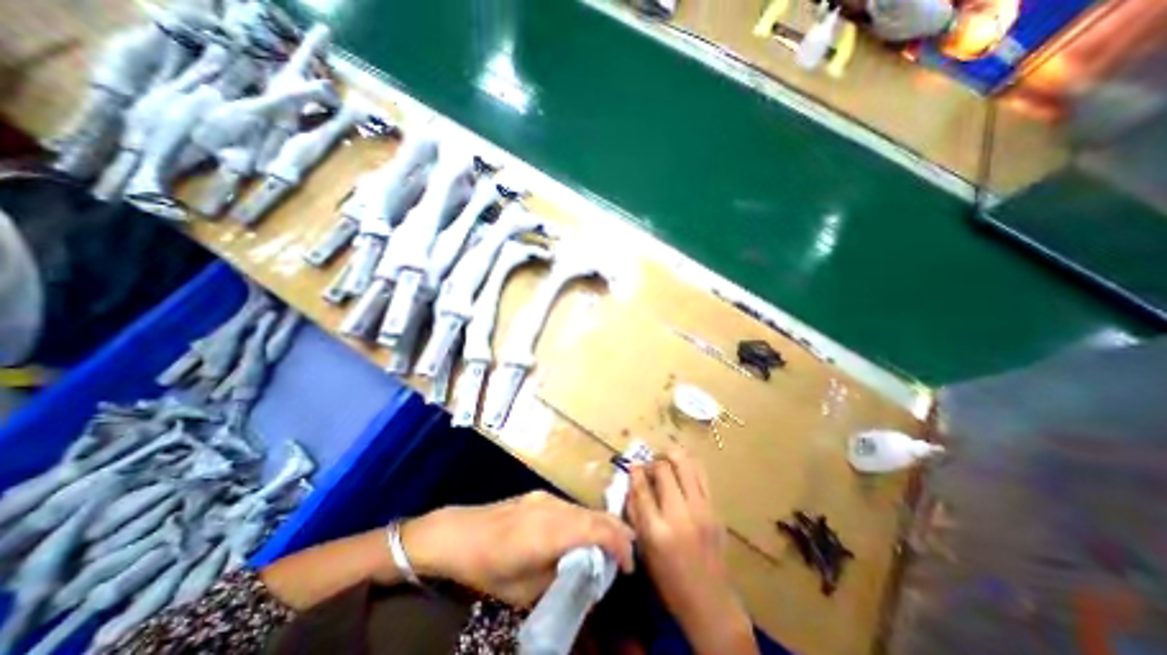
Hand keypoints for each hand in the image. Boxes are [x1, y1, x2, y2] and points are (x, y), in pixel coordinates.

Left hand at [405, 488, 637, 605]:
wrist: (461, 533)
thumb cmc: (489, 567)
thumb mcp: (525, 589)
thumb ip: (560, 577)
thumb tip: (584, 574)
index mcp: (550, 531)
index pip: (596, 530)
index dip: (618, 544)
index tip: (630, 566)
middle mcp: (553, 507)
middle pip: (595, 515)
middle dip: (617, 531)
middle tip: (630, 552)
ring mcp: (546, 498)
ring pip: (585, 509)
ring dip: (602, 524)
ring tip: (613, 544)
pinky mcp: (540, 496)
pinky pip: (572, 507)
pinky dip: (586, 519)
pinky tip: (586, 532)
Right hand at [629, 450, 756, 654]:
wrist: (710, 601)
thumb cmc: (669, 579)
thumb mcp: (643, 549)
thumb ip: (634, 512)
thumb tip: (630, 482)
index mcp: (657, 530)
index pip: (642, 487)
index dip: (635, 470)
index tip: (632, 463)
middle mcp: (680, 514)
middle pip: (664, 468)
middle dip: (653, 461)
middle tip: (649, 465)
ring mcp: (701, 509)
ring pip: (685, 463)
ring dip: (671, 456)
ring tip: (665, 461)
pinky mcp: (715, 508)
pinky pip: (701, 474)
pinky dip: (688, 466)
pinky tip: (681, 470)